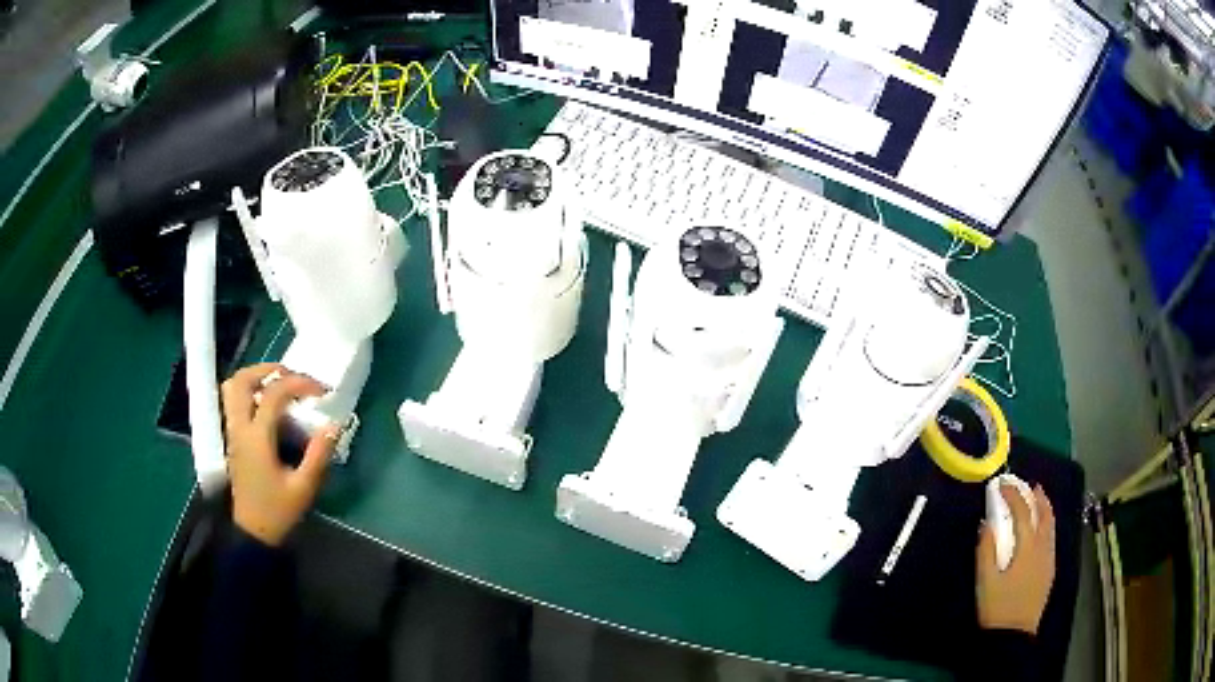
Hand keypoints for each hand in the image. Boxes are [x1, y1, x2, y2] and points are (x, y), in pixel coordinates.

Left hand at [221, 363, 338, 545]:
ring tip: (280, 385)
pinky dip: (251, 393)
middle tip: (293, 376)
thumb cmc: (278, 512)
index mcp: (257, 438)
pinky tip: (270, 407)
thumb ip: (319, 454)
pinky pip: (234, 402)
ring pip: (233, 388)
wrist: (253, 533)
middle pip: (242, 380)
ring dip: (255, 378)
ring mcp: (233, 433)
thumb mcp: (304, 487)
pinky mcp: (233, 439)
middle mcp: (240, 428)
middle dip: (268, 369)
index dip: (300, 383)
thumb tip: (333, 425)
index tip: (322, 391)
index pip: (274, 393)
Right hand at [976, 483, 1055, 633]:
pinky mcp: (1049, 570)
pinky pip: (1051, 537)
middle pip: (1044, 514)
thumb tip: (987, 523)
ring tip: (1038, 499)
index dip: (1013, 495)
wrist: (1013, 635)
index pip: (1023, 512)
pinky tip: (1041, 529)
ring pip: (1051, 525)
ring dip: (1045, 508)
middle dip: (1037, 497)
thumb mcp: (984, 581)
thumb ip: (985, 550)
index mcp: (1027, 548)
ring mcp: (1049, 559)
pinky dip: (1047, 524)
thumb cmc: (997, 608)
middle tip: (1028, 486)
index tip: (1002, 484)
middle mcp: (1043, 548)